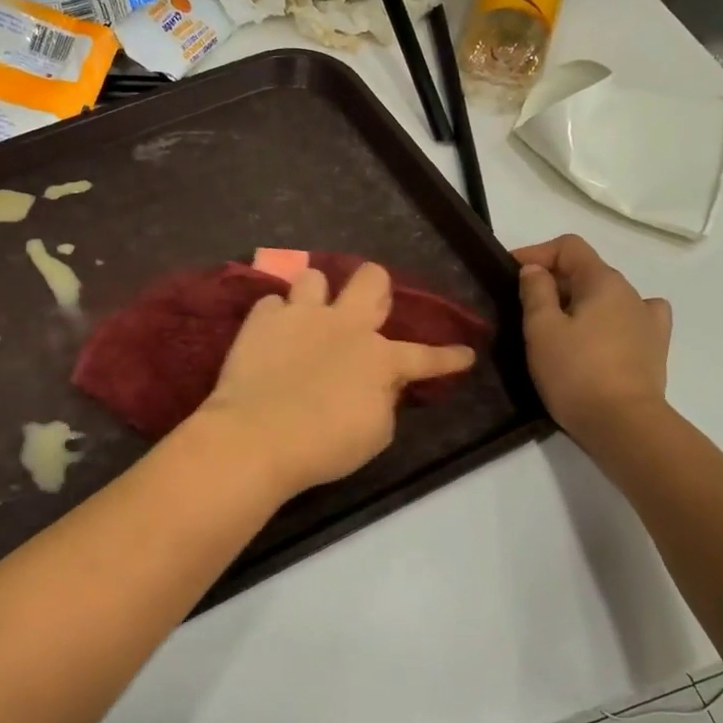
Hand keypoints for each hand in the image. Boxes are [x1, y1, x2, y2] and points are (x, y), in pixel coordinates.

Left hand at [194, 264, 477, 497]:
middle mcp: (344, 325)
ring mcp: (300, 316)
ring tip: (308, 317)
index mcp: (379, 358)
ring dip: (316, 296)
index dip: (449, 357)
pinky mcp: (261, 320)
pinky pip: (272, 303)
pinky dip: (275, 318)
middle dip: (376, 287)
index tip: (465, 354)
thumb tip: (383, 384)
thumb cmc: (324, 446)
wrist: (257, 437)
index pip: (424, 356)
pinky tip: (272, 336)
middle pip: (371, 278)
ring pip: (314, 277)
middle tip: (367, 310)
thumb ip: (385, 401)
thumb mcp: (374, 434)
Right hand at [515, 236, 672, 441]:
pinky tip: (602, 334)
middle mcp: (631, 292)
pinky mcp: (654, 349)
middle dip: (554, 280)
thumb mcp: (542, 329)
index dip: (536, 253)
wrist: (623, 425)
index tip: (509, 273)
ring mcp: (647, 321)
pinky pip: (632, 319)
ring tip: (558, 327)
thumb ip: (536, 292)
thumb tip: (535, 270)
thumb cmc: (575, 373)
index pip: (569, 247)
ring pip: (606, 296)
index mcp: (603, 281)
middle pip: (587, 270)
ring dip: (580, 301)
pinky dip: (612, 319)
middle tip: (524, 307)